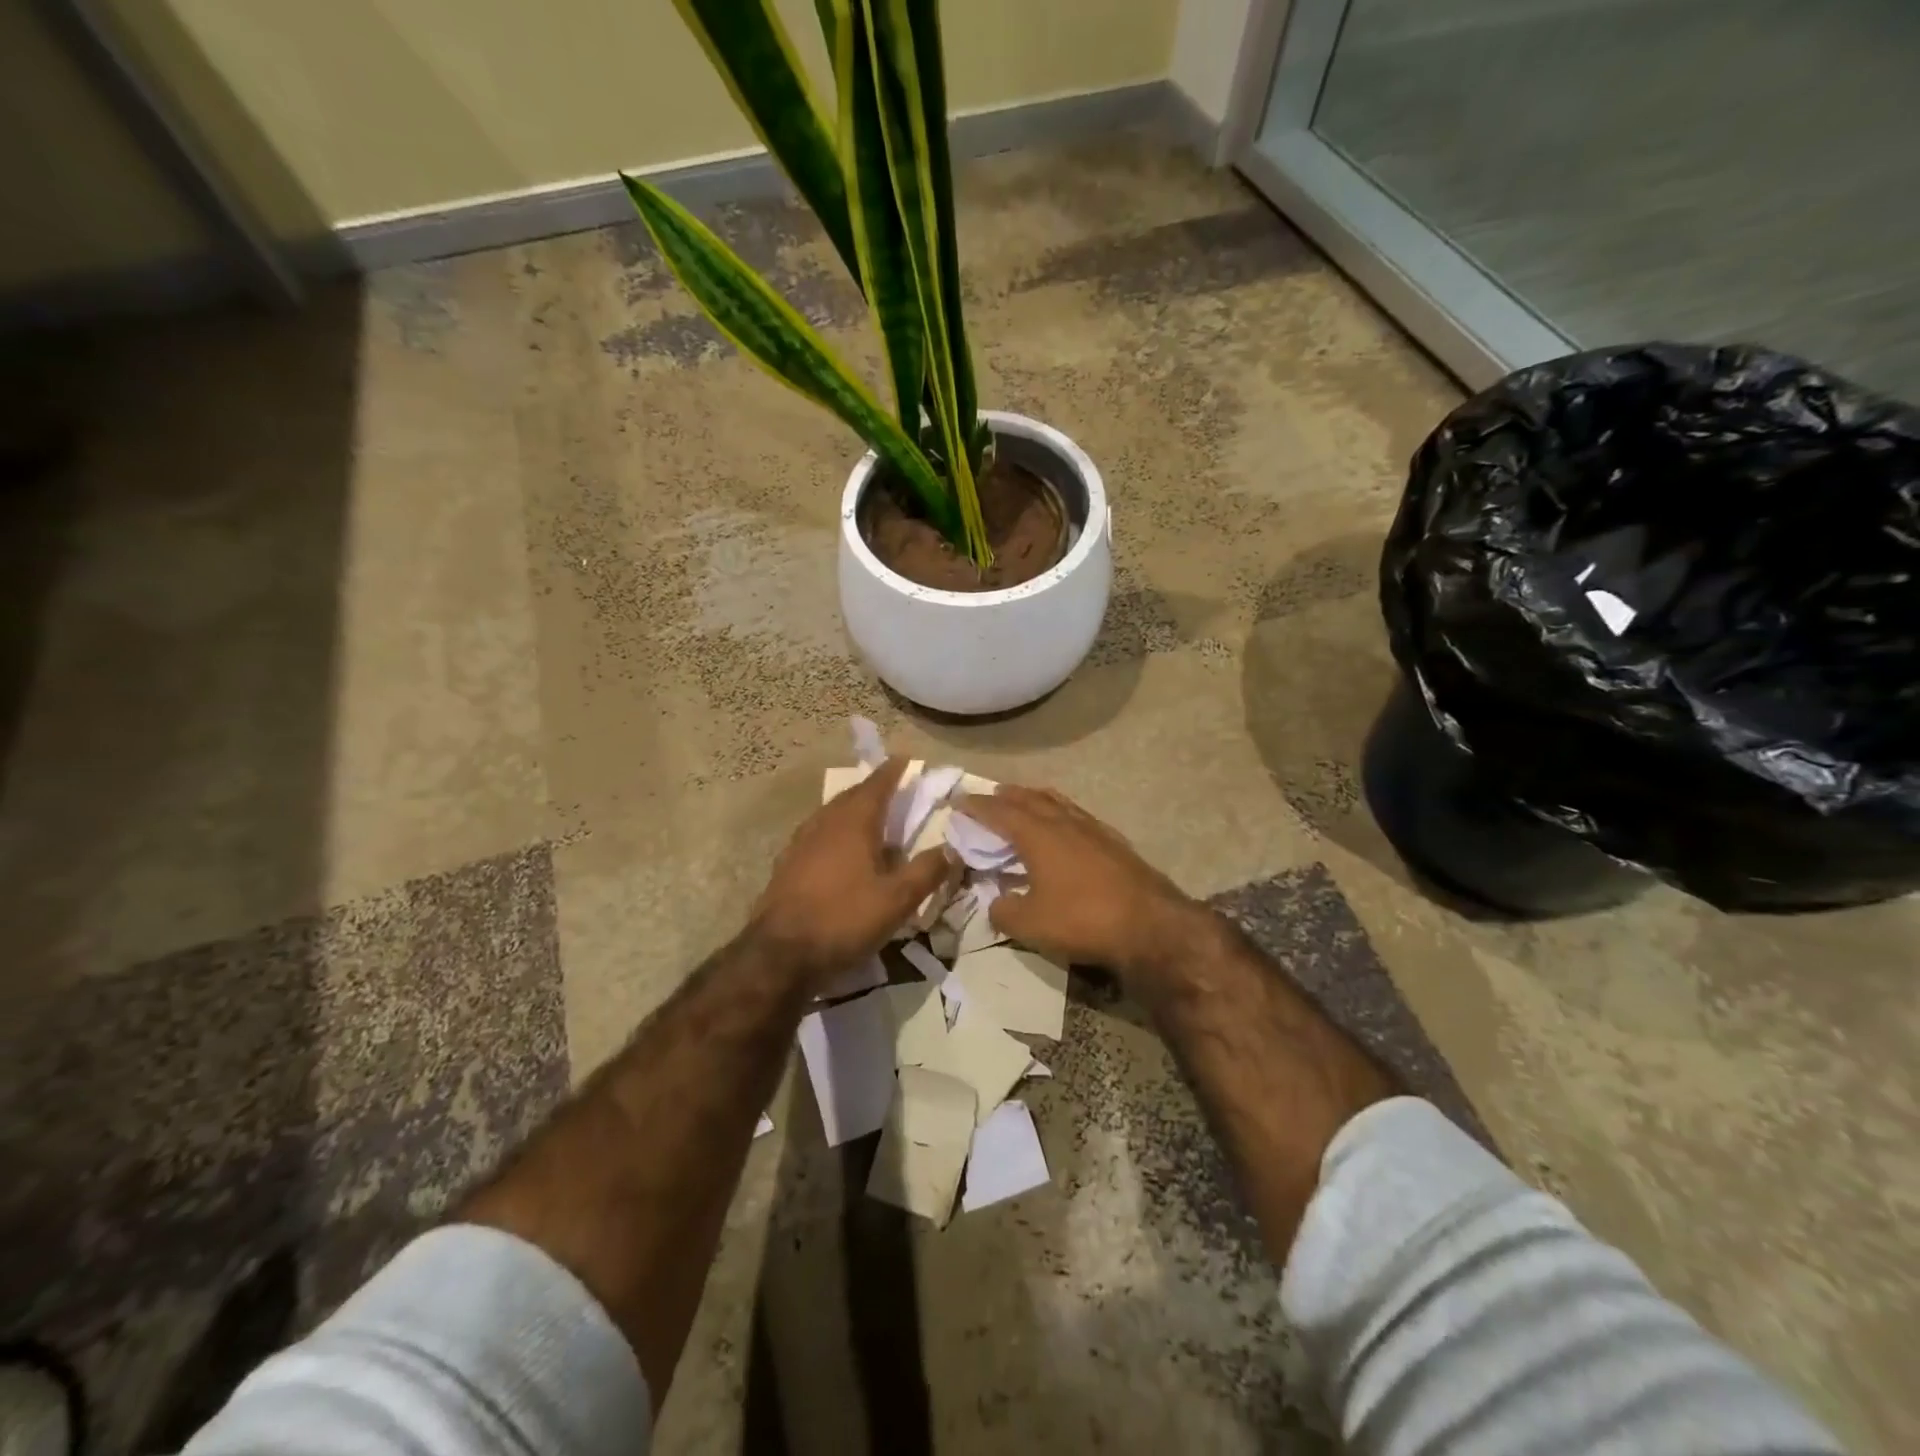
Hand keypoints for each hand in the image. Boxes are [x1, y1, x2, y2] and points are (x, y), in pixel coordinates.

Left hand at [750, 757, 951, 988]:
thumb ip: (927, 871)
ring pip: (832, 814)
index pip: (877, 785)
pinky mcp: (788, 864)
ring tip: (870, 817)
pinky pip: (818, 834)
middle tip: (892, 788)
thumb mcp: (897, 900)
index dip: (892, 770)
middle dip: (873, 789)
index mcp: (853, 822)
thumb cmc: (844, 919)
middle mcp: (825, 823)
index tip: (904, 758)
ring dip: (853, 810)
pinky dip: (836, 832)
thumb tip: (953, 848)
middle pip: (852, 796)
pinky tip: (841, 852)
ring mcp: (801, 843)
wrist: (780, 954)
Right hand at [956, 786, 1214, 984]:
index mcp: (1038, 835)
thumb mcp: (1030, 924)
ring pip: (1058, 803)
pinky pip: (1078, 815)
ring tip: (1025, 798)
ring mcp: (1093, 830)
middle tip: (990, 795)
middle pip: (1029, 799)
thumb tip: (996, 901)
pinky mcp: (1115, 843)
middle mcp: (1064, 823)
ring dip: (1035, 798)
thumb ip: (1004, 910)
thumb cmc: (1082, 920)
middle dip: (1006, 796)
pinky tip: (1066, 824)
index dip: (977, 806)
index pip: (999, 812)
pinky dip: (1062, 812)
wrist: (1150, 924)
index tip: (958, 801)